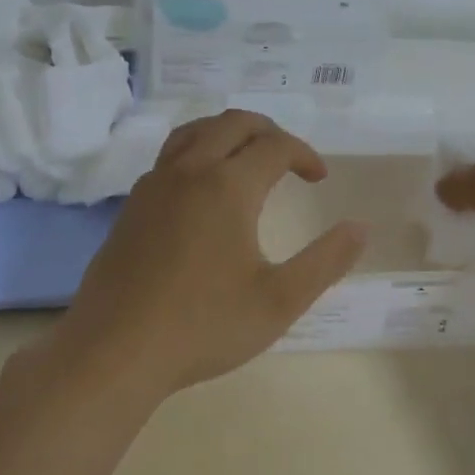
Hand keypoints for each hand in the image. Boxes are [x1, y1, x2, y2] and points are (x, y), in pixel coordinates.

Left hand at [54, 110, 366, 397]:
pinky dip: (198, 152)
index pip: (275, 146)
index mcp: (228, 185)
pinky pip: (170, 157)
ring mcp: (153, 185)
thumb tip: (360, 228)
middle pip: (233, 123)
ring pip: (195, 132)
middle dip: (268, 131)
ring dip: (228, 133)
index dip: (304, 154)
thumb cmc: (203, 326)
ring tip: (247, 158)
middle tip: (289, 158)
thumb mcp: (279, 301)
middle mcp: (189, 171)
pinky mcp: (131, 206)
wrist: (114, 351)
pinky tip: (203, 191)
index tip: (319, 178)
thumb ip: (326, 261)